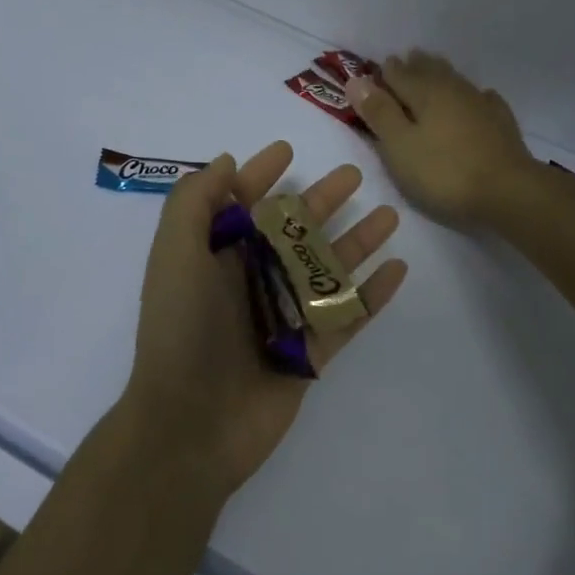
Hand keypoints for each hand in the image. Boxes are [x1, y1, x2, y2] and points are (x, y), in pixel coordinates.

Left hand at [118, 142, 408, 499]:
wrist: (192, 425)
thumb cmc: (182, 330)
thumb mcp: (175, 253)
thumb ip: (194, 201)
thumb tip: (227, 162)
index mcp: (216, 256)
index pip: (242, 204)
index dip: (260, 175)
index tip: (287, 150)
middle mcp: (251, 281)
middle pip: (293, 231)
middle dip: (321, 201)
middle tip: (355, 175)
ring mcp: (284, 317)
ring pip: (327, 268)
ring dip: (357, 241)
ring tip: (389, 215)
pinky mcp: (310, 353)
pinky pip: (348, 315)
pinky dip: (372, 293)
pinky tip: (398, 269)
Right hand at [345, 52, 537, 227]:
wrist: (507, 190)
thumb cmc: (444, 171)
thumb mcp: (400, 146)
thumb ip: (379, 113)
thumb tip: (355, 79)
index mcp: (425, 93)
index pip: (399, 74)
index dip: (386, 72)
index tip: (379, 67)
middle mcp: (453, 90)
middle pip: (430, 71)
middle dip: (415, 65)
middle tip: (407, 58)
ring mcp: (481, 104)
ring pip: (455, 81)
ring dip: (441, 74)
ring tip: (434, 69)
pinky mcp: (501, 123)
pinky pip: (483, 99)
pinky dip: (473, 95)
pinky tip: (478, 97)